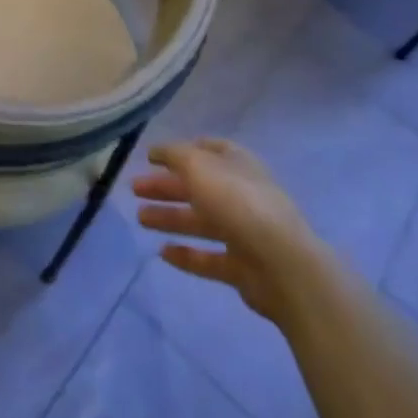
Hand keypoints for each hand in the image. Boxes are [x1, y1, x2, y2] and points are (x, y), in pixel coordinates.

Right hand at [132, 139, 319, 329]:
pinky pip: (209, 258)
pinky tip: (162, 253)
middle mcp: (241, 193)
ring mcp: (244, 232)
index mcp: (236, 164)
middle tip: (134, 189)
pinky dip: (186, 255)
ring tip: (140, 219)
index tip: (152, 157)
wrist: (283, 265)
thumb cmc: (238, 202)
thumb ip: (174, 155)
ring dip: (170, 218)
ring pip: (200, 221)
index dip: (180, 151)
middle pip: (198, 186)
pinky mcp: (243, 267)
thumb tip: (158, 150)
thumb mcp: (198, 166)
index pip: (207, 150)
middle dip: (166, 186)